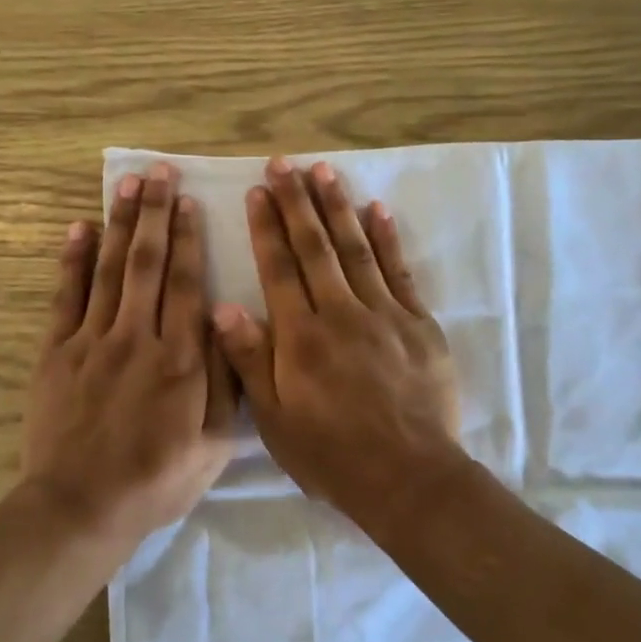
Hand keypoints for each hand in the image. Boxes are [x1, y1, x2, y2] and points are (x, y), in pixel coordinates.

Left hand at [21, 164, 235, 549]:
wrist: (81, 506)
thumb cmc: (157, 480)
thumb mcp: (214, 445)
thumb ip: (226, 383)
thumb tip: (230, 326)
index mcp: (181, 360)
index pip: (188, 285)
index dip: (189, 239)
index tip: (188, 202)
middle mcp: (138, 338)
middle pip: (148, 264)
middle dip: (154, 214)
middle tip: (158, 173)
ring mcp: (92, 341)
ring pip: (108, 270)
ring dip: (118, 224)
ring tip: (125, 184)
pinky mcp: (56, 353)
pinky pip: (65, 296)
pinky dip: (72, 260)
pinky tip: (78, 228)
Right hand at [212, 157, 462, 519]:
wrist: (407, 477)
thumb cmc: (331, 454)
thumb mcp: (274, 419)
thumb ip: (250, 360)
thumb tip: (222, 306)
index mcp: (300, 337)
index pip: (279, 269)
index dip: (266, 228)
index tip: (257, 192)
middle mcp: (340, 313)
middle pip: (315, 248)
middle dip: (297, 203)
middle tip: (284, 164)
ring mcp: (384, 314)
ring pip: (355, 249)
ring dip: (337, 208)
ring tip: (324, 171)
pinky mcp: (418, 324)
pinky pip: (399, 272)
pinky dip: (387, 239)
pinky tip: (376, 210)